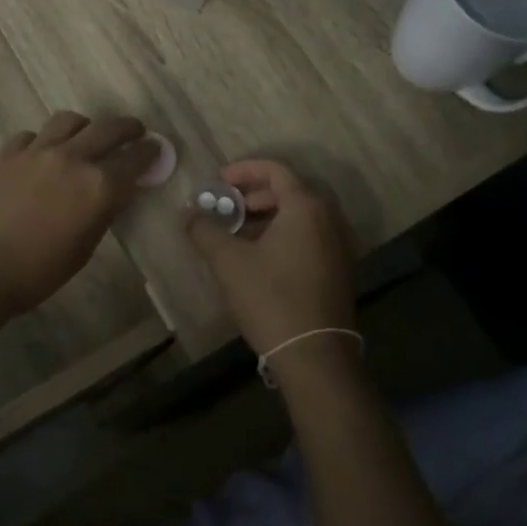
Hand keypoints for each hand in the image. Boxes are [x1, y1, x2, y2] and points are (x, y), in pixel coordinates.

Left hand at [0, 111, 159, 320]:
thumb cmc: (36, 273)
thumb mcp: (83, 250)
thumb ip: (101, 214)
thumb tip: (111, 195)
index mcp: (99, 186)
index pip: (135, 160)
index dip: (149, 152)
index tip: (155, 148)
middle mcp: (72, 158)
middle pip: (108, 128)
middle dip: (127, 128)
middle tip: (134, 132)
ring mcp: (36, 151)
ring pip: (69, 120)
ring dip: (85, 126)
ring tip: (86, 136)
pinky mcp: (6, 153)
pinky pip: (32, 135)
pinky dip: (43, 140)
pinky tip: (41, 154)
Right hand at [185, 160, 356, 361]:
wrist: (314, 355)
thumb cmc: (271, 298)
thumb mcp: (229, 261)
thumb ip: (205, 230)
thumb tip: (187, 211)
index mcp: (306, 207)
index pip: (275, 171)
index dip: (243, 171)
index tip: (218, 182)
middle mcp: (329, 219)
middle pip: (291, 190)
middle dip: (255, 194)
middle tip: (228, 206)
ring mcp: (339, 245)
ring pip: (301, 215)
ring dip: (269, 215)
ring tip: (239, 232)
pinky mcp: (339, 269)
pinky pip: (310, 235)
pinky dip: (285, 233)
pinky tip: (261, 256)